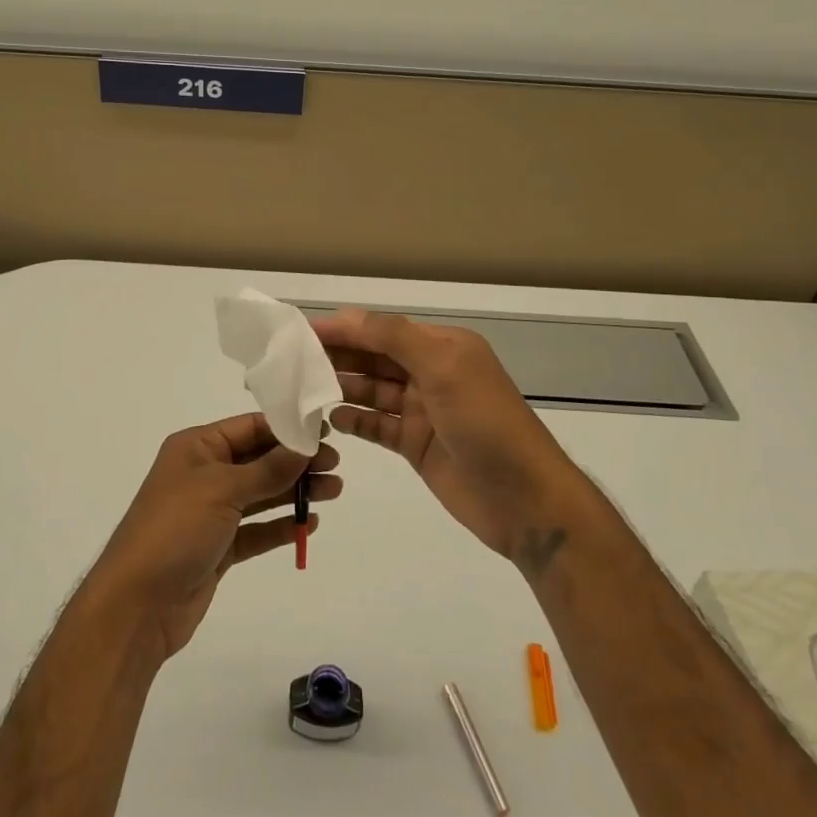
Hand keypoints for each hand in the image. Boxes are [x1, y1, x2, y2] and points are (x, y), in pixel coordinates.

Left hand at [88, 414, 341, 660]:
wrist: (137, 605)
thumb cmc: (175, 530)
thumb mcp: (222, 490)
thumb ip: (267, 469)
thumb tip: (304, 446)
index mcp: (196, 448)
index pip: (248, 428)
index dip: (286, 429)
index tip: (324, 433)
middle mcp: (203, 474)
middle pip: (258, 460)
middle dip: (296, 462)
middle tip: (336, 466)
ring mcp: (211, 512)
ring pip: (261, 494)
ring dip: (295, 492)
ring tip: (334, 492)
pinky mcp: (218, 547)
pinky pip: (256, 529)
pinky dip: (280, 525)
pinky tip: (310, 524)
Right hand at [312, 309, 577, 568]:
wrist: (525, 500)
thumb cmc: (486, 423)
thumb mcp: (444, 369)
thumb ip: (394, 338)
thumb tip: (346, 315)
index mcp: (442, 347)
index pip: (383, 329)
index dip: (344, 328)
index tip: (302, 330)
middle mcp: (431, 373)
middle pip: (374, 358)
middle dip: (337, 355)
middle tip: (291, 360)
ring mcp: (423, 410)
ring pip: (372, 391)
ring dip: (340, 386)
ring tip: (301, 388)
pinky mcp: (416, 444)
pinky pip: (376, 425)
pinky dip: (353, 420)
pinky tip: (328, 419)